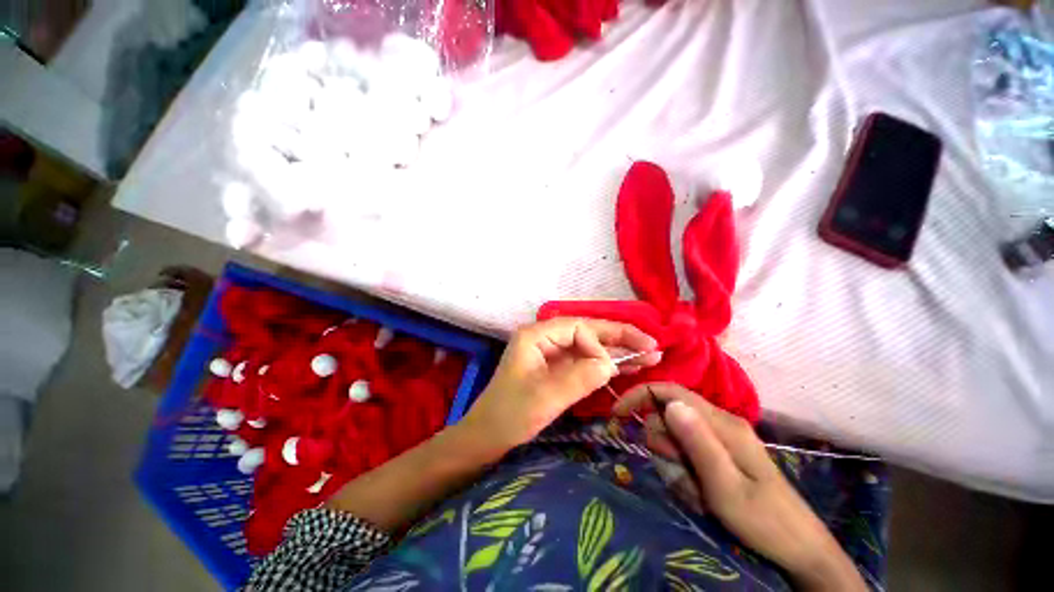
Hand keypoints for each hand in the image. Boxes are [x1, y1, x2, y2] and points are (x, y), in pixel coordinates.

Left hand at [463, 318, 658, 452]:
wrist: (487, 437)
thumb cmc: (510, 415)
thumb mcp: (546, 397)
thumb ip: (580, 377)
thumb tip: (610, 364)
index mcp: (536, 335)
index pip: (577, 328)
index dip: (598, 345)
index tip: (607, 370)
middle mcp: (545, 338)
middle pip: (587, 332)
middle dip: (619, 339)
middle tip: (652, 346)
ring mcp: (551, 354)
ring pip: (588, 347)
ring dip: (616, 352)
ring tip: (649, 356)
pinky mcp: (556, 370)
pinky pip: (584, 363)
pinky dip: (604, 366)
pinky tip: (627, 368)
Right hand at [614, 383, 866, 591]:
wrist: (799, 550)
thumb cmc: (763, 522)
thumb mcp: (725, 487)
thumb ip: (698, 442)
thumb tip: (670, 403)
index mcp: (722, 423)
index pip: (670, 392)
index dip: (640, 395)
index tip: (618, 414)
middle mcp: (719, 422)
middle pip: (668, 415)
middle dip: (662, 443)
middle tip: (680, 474)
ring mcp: (720, 437)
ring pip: (674, 435)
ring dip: (674, 462)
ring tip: (695, 490)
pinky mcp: (720, 452)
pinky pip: (686, 451)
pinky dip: (683, 470)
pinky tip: (699, 491)